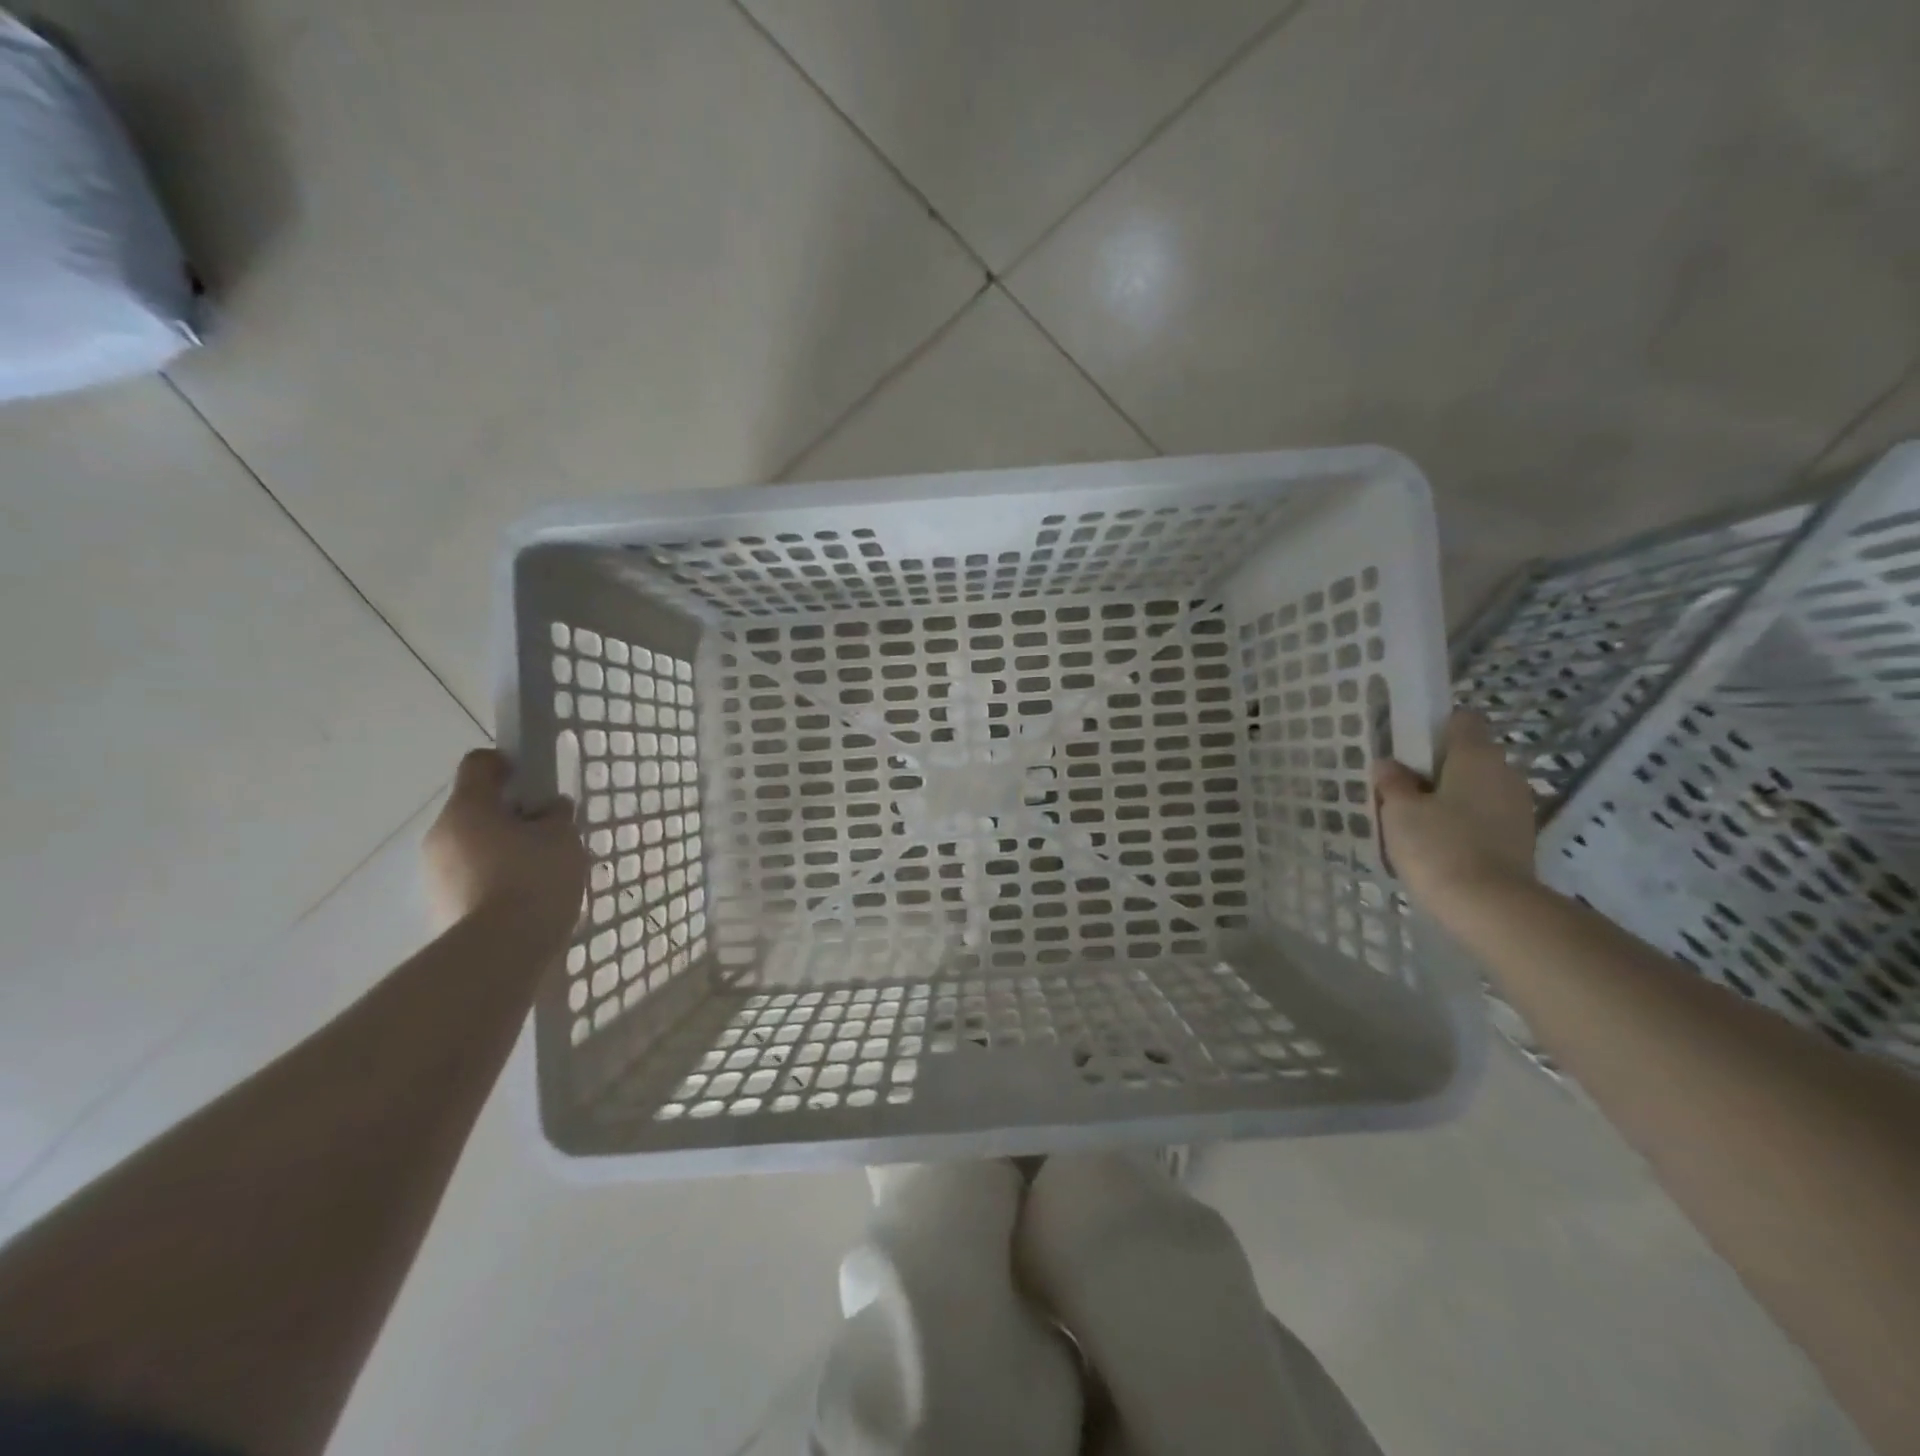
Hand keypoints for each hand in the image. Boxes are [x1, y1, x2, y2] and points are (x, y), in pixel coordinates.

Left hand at [424, 749, 585, 943]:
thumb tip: (549, 809)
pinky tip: (527, 897)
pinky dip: (497, 879)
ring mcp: (436, 874)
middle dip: (510, 815)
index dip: (507, 763)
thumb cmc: (534, 879)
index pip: (479, 765)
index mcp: (467, 808)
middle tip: (548, 831)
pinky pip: (473, 878)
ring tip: (542, 870)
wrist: (501, 952)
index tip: (535, 779)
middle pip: (476, 809)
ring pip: (474, 846)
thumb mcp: (562, 837)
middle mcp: (441, 835)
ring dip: (503, 849)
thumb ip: (556, 816)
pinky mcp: (442, 907)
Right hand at [1374, 711, 1536, 912]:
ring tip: (1417, 821)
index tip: (1407, 749)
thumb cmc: (1438, 846)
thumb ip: (1392, 782)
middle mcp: (1505, 772)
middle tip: (1402, 789)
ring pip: (1477, 788)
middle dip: (1437, 767)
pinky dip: (1464, 822)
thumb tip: (1389, 764)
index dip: (1434, 727)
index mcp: (1476, 755)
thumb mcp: (1399, 810)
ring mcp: (1518, 807)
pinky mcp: (1520, 838)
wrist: (1490, 907)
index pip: (1461, 720)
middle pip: (1469, 755)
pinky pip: (1485, 816)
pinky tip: (1439, 844)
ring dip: (1451, 797)